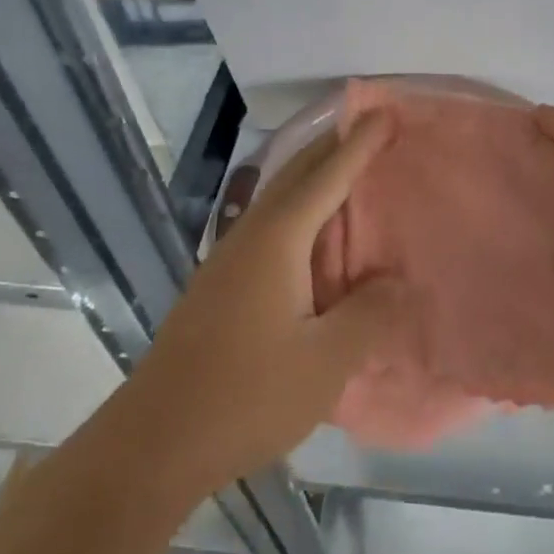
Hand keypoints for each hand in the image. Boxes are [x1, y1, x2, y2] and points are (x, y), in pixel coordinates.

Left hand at [119, 113, 413, 500]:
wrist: (154, 441)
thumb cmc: (246, 396)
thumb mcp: (325, 362)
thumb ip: (370, 314)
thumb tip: (399, 281)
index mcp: (277, 240)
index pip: (326, 176)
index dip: (359, 144)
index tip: (386, 112)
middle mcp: (250, 236)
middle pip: (295, 175)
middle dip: (333, 147)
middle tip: (372, 130)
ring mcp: (228, 260)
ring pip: (278, 200)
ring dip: (314, 178)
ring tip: (350, 174)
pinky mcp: (220, 286)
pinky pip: (270, 228)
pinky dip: (300, 213)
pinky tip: (314, 240)